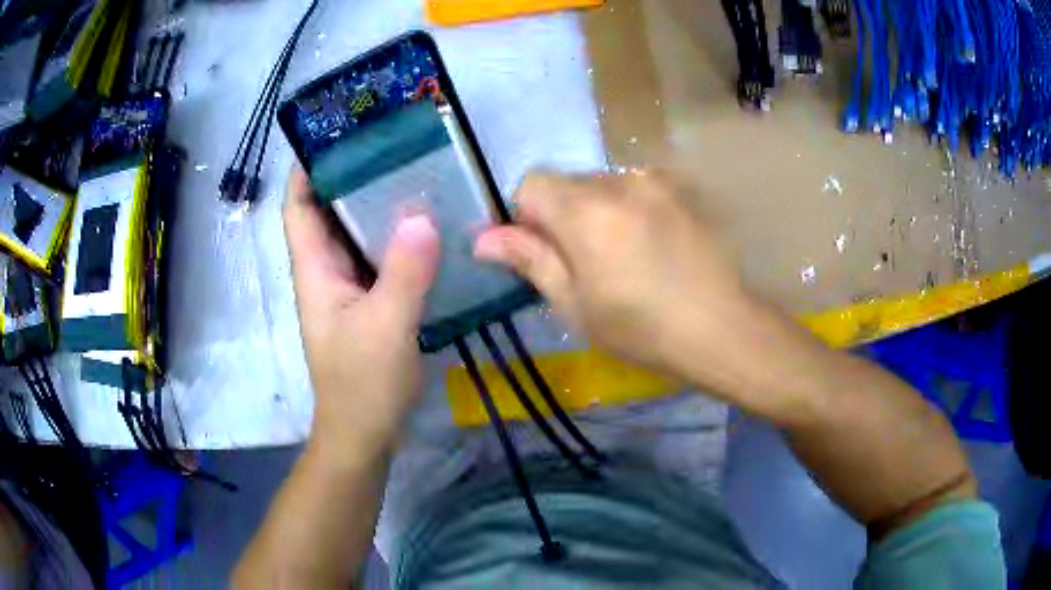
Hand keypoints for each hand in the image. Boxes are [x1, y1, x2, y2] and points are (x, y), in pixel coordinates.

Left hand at [284, 167, 439, 459]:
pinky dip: (396, 239)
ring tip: (415, 176)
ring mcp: (347, 289)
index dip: (307, 170)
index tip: (337, 135)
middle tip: (392, 147)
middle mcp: (326, 272)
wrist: (364, 434)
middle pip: (329, 214)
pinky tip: (427, 228)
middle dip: (352, 178)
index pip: (299, 208)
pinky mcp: (369, 304)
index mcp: (315, 270)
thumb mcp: (385, 327)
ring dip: (377, 207)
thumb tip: (423, 215)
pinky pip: (379, 259)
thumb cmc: (363, 384)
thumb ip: (403, 273)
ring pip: (356, 236)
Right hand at [475, 170, 765, 393]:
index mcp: (586, 211)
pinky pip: (637, 188)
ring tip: (625, 257)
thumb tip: (481, 238)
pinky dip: (630, 209)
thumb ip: (531, 260)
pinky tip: (653, 246)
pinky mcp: (682, 189)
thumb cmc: (643, 330)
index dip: (525, 215)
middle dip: (563, 215)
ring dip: (598, 211)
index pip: (531, 183)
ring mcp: (656, 181)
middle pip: (568, 182)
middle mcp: (619, 182)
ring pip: (603, 185)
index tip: (543, 252)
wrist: (723, 329)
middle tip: (586, 264)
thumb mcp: (576, 305)